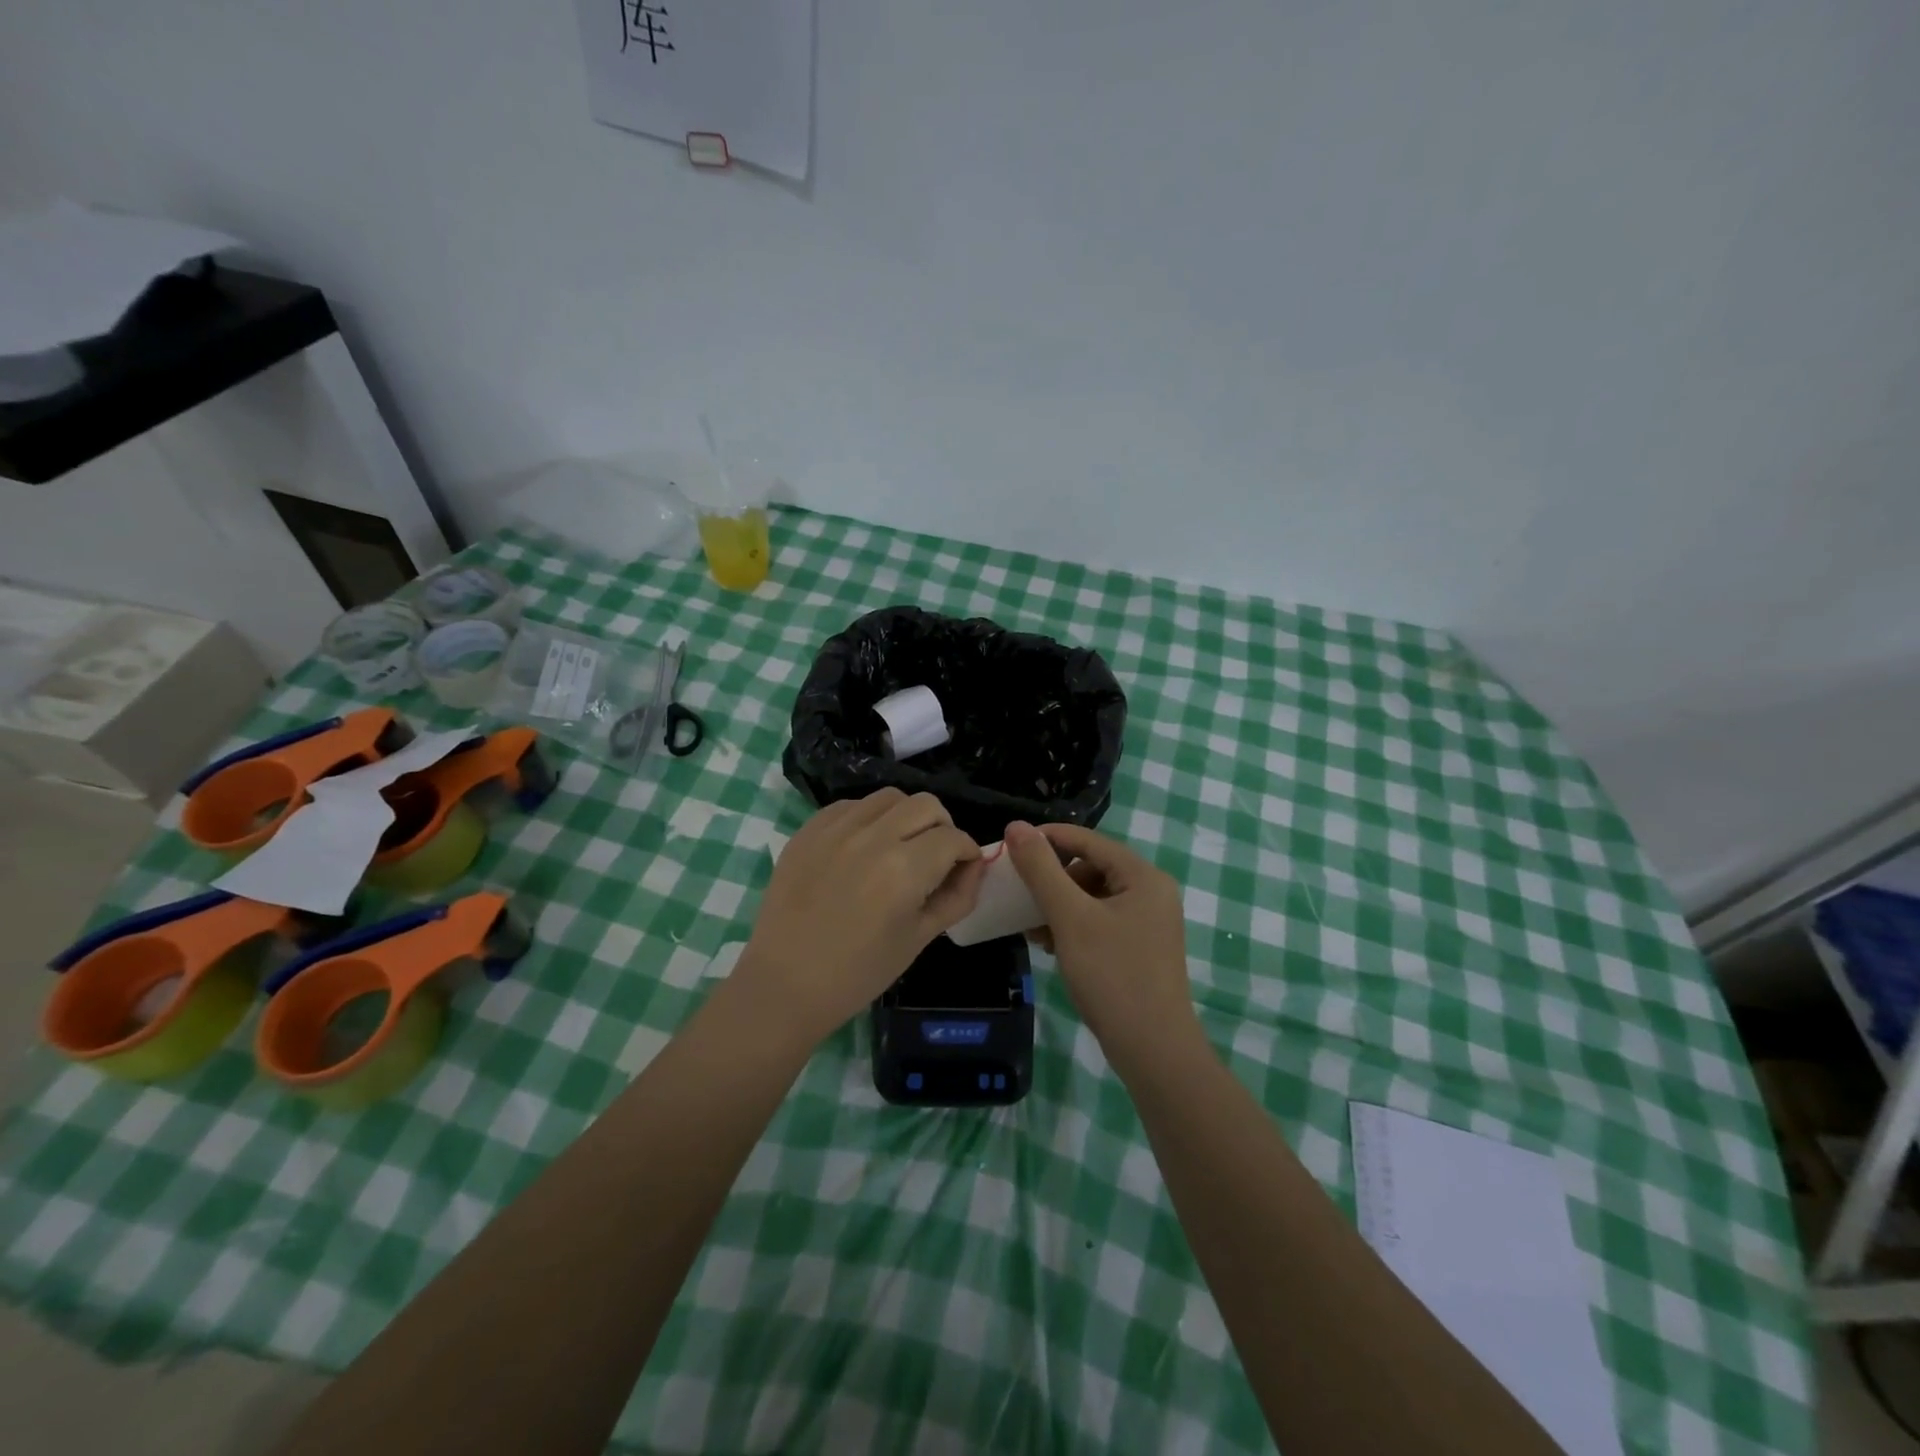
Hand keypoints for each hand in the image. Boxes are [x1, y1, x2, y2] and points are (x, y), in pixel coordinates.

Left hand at [740, 789, 986, 1043]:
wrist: (785, 984)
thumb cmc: (858, 973)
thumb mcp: (919, 939)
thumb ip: (956, 897)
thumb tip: (974, 866)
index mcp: (904, 870)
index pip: (954, 838)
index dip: (968, 853)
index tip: (963, 870)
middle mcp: (872, 837)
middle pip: (926, 804)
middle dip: (942, 827)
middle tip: (935, 857)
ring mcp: (836, 829)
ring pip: (889, 797)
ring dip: (905, 816)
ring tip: (899, 846)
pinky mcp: (808, 830)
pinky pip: (851, 805)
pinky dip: (868, 818)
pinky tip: (863, 847)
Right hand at [1004, 821, 1195, 1066]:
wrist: (1153, 1050)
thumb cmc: (1112, 976)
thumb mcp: (1070, 918)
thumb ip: (1041, 870)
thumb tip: (1016, 826)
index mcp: (1143, 876)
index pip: (1088, 841)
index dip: (1048, 839)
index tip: (1010, 848)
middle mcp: (1151, 891)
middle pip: (1091, 867)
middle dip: (1053, 880)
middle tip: (1022, 897)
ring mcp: (1149, 921)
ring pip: (1093, 896)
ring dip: (1060, 905)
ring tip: (1033, 927)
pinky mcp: (1141, 947)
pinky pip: (1101, 920)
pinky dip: (1074, 926)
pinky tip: (1051, 944)